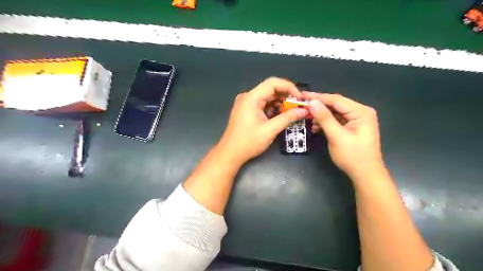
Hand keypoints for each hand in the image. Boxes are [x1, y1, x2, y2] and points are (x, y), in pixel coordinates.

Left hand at [217, 77, 307, 163]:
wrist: (230, 153)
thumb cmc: (248, 142)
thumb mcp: (270, 130)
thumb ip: (287, 118)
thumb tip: (303, 111)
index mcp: (251, 98)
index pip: (273, 83)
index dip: (289, 87)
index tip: (300, 98)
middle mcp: (247, 97)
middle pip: (270, 89)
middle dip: (286, 96)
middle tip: (298, 106)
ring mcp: (245, 103)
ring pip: (267, 97)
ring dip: (280, 102)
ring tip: (291, 112)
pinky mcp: (246, 109)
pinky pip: (262, 104)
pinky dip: (272, 108)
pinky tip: (280, 115)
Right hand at [303, 92, 386, 180]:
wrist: (366, 175)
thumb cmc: (353, 156)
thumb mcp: (336, 136)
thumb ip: (324, 118)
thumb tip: (312, 102)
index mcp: (361, 112)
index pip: (336, 100)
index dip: (318, 97)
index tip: (302, 96)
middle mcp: (361, 112)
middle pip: (336, 105)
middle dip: (319, 107)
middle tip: (303, 107)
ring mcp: (357, 120)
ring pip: (335, 113)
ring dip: (321, 116)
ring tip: (309, 120)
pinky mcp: (353, 127)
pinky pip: (337, 120)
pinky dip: (326, 123)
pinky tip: (316, 128)